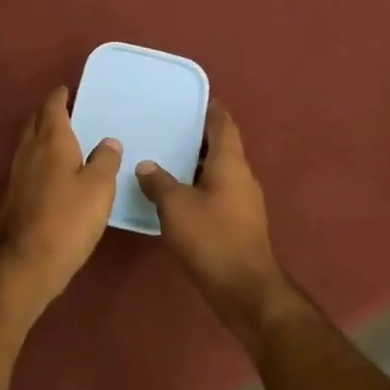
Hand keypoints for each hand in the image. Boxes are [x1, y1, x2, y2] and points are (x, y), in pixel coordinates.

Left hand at [0, 86, 121, 308]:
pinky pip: (28, 165)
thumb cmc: (68, 219)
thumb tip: (108, 141)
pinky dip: (40, 159)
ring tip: (64, 140)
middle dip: (49, 114)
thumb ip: (106, 160)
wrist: (26, 261)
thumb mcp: (99, 188)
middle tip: (68, 112)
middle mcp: (29, 151)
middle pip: (35, 122)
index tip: (69, 90)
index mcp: (51, 141)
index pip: (53, 107)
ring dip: (43, 136)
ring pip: (29, 144)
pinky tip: (55, 173)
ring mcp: (17, 174)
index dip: (60, 96)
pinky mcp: (14, 196)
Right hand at [136, 103, 289, 339]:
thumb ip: (159, 181)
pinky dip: (199, 187)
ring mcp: (243, 201)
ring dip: (197, 165)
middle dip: (198, 138)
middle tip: (168, 129)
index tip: (191, 101)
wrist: (243, 288)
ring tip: (166, 159)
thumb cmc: (211, 237)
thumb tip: (146, 166)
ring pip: (219, 173)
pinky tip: (176, 196)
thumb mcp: (175, 206)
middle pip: (222, 148)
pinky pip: (217, 194)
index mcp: (230, 163)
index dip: (210, 110)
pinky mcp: (238, 223)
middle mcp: (242, 177)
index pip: (223, 124)